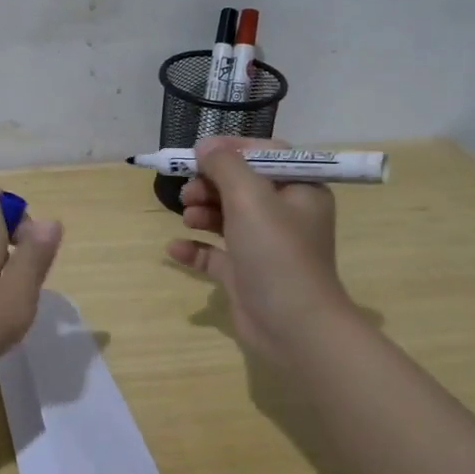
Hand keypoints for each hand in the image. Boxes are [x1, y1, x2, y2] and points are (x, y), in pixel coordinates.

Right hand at [168, 137, 357, 362]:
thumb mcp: (250, 198)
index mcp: (300, 190)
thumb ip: (225, 165)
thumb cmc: (277, 253)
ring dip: (202, 212)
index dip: (232, 149)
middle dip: (211, 184)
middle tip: (188, 191)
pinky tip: (174, 248)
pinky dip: (195, 248)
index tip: (199, 152)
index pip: (265, 155)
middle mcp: (285, 215)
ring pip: (227, 217)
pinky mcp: (246, 274)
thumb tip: (205, 146)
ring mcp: (264, 246)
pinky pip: (215, 253)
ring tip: (187, 218)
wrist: (294, 327)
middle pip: (241, 185)